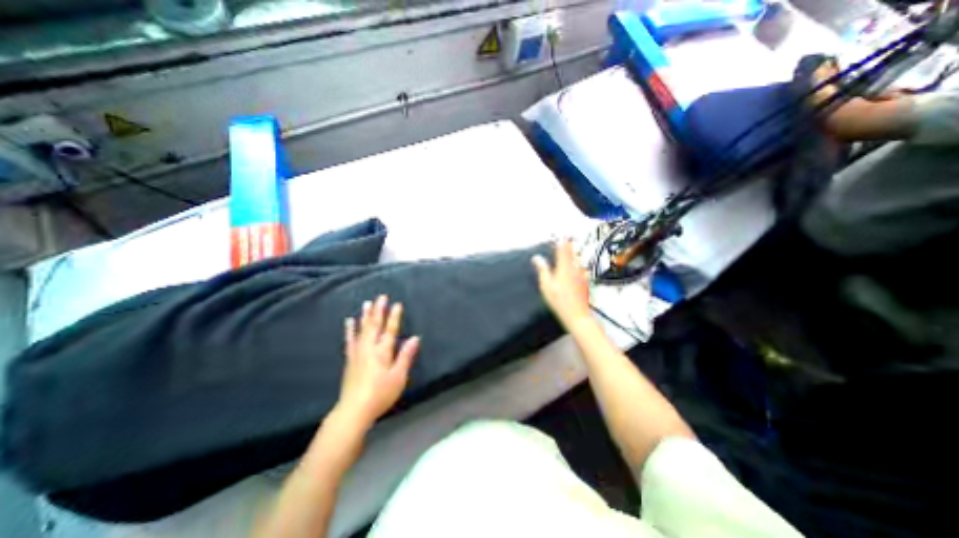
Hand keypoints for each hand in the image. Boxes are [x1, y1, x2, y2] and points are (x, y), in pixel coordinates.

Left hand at [337, 295, 419, 430]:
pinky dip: (350, 330)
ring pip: (362, 329)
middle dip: (379, 310)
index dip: (394, 317)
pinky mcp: (350, 359)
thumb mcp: (399, 377)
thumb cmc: (380, 394)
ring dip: (365, 315)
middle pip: (374, 325)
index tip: (397, 304)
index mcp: (383, 352)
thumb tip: (415, 338)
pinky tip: (349, 321)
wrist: (354, 411)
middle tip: (381, 296)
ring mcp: (357, 353)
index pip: (390, 330)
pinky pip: (350, 340)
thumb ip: (406, 356)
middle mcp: (369, 348)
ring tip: (367, 303)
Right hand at [532, 241, 592, 329]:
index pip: (562, 250)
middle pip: (572, 253)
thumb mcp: (546, 286)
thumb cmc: (559, 301)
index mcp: (564, 268)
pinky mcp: (586, 282)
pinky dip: (579, 266)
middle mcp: (574, 269)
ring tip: (571, 250)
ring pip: (578, 260)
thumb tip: (537, 258)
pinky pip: (582, 269)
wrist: (577, 315)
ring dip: (574, 254)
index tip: (560, 235)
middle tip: (567, 239)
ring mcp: (582, 275)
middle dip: (568, 245)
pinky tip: (578, 268)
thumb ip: (542, 270)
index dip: (561, 241)